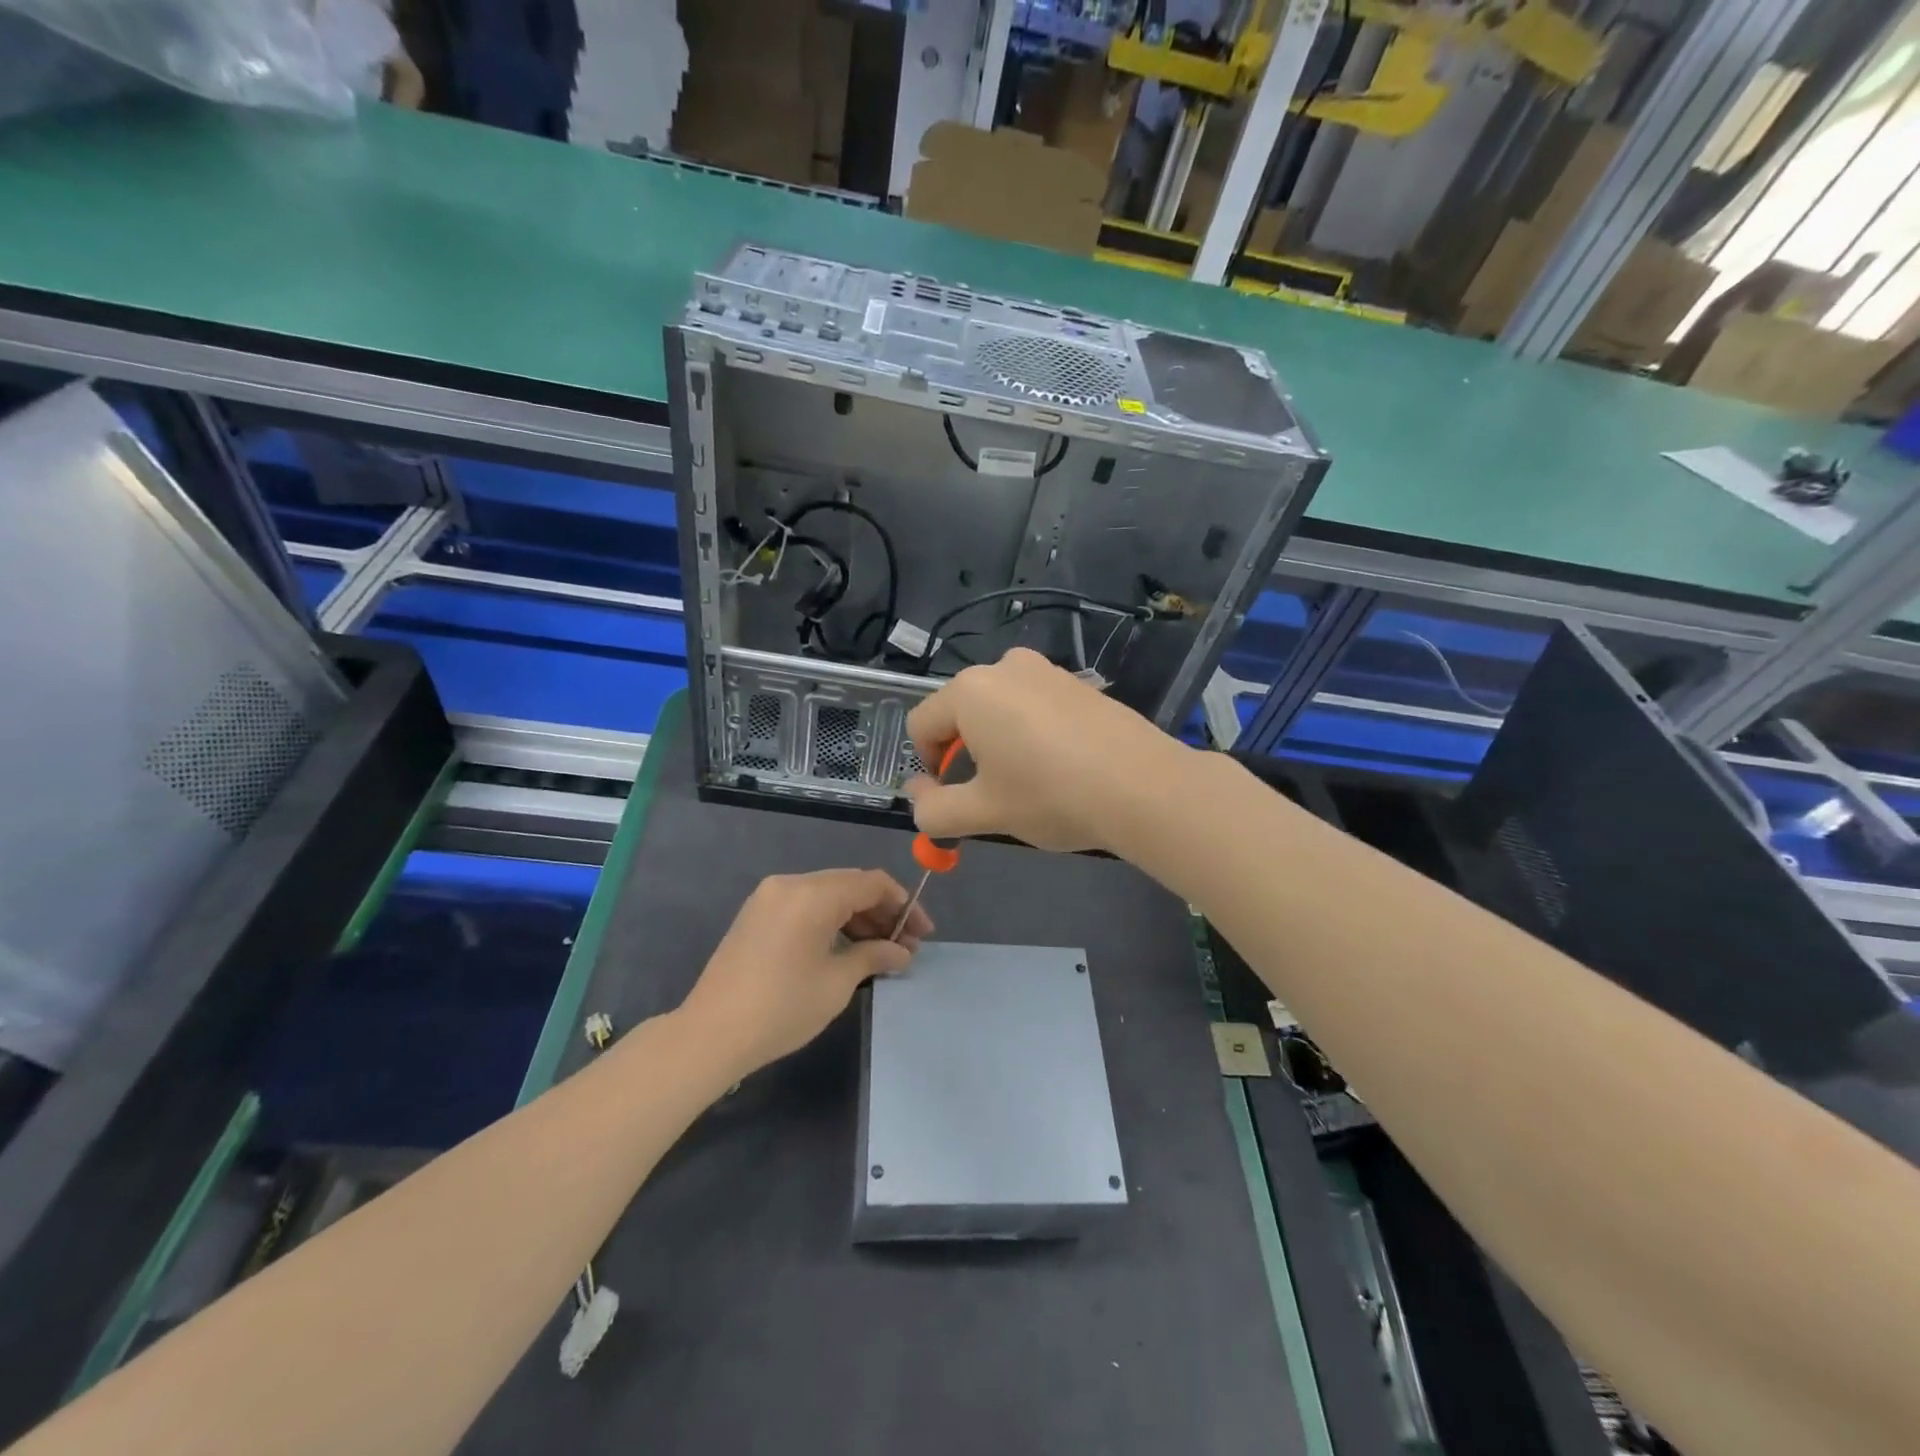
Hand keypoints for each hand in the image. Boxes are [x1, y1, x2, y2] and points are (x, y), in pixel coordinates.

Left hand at [677, 870, 932, 1076]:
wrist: (709, 1034)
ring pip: (827, 894)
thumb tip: (901, 952)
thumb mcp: (837, 983)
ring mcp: (769, 897)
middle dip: (882, 912)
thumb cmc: (782, 1008)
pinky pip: (805, 905)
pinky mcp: (756, 914)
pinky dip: (830, 920)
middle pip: (850, 885)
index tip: (922, 934)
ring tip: (880, 952)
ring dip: (857, 917)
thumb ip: (874, 956)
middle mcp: (791, 883)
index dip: (904, 905)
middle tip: (904, 947)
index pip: (872, 883)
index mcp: (813, 894)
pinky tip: (846, 948)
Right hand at [903, 647, 1191, 852]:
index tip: (952, 798)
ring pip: (999, 709)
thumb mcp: (984, 813)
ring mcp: (1046, 670)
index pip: (921, 725)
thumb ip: (934, 810)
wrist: (1142, 786)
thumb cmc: (1050, 796)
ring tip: (1028, 783)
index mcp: (970, 691)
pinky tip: (1060, 766)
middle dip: (964, 754)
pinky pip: (1035, 706)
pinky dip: (1032, 734)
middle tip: (992, 795)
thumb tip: (917, 798)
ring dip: (998, 744)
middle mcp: (1004, 667)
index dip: (927, 766)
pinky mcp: (1078, 684)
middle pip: (960, 713)